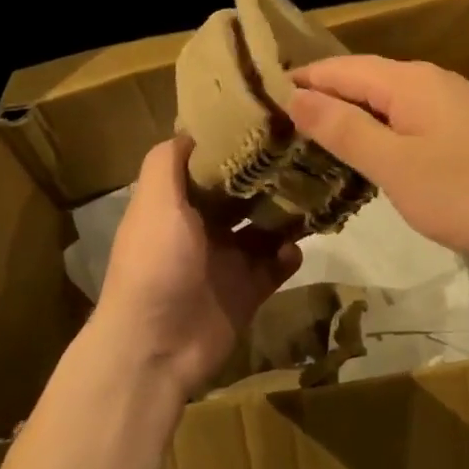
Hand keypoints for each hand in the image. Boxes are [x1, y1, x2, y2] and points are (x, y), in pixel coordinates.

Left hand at [91, 137, 301, 398]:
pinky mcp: (248, 290)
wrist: (156, 348)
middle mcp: (203, 227)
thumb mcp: (154, 203)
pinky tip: (296, 247)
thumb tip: (193, 128)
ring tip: (314, 194)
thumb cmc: (155, 265)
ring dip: (287, 213)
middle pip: (243, 193)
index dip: (234, 144)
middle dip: (269, 176)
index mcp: (177, 204)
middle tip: (305, 154)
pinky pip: (277, 265)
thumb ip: (167, 162)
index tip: (268, 120)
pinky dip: (289, 254)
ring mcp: (227, 260)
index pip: (209, 164)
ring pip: (266, 227)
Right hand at [286, 55, 468, 265]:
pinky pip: (410, 118)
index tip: (259, 97)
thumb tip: (296, 96)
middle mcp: (430, 80)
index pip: (339, 68)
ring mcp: (453, 103)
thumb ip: (344, 129)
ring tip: (313, 137)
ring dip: (352, 114)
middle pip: (364, 79)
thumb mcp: (395, 165)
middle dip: (323, 96)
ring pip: (388, 99)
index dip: (300, 80)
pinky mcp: (467, 128)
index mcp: (408, 80)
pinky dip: (381, 129)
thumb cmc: (466, 192)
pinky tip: (370, 151)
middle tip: (279, 122)